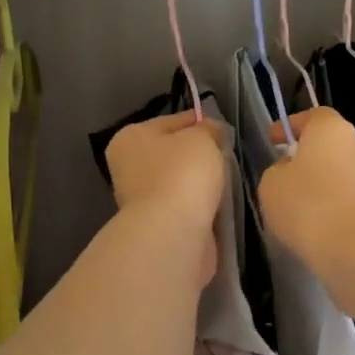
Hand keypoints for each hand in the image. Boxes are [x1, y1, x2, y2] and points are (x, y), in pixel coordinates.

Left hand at [105, 111, 226, 285]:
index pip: (171, 121)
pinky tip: (217, 203)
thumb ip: (208, 129)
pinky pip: (184, 205)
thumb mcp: (202, 137)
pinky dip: (199, 204)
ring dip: (199, 182)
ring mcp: (140, 199)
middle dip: (198, 154)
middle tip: (226, 155)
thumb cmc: (183, 174)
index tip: (222, 129)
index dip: (198, 122)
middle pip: (172, 153)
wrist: (173, 233)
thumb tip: (211, 132)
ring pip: (179, 180)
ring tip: (225, 180)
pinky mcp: (157, 224)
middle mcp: (128, 167)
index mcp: (130, 138)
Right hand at [258, 108, 354, 273]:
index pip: (314, 116)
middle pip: (328, 146)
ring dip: (318, 186)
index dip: (292, 125)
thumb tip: (291, 172)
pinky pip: (345, 201)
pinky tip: (313, 228)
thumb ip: (278, 170)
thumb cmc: (307, 204)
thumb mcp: (271, 183)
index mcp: (331, 129)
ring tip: (295, 208)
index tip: (274, 140)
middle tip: (283, 174)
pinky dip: (330, 209)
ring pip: (338, 175)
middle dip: (306, 158)